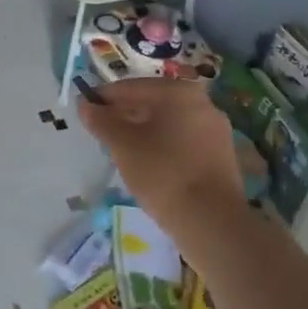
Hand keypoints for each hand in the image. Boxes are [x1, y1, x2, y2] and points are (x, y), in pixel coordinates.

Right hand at [77, 78, 242, 231]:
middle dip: (125, 114)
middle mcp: (202, 101)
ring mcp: (216, 128)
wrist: (211, 221)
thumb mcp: (123, 146)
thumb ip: (101, 121)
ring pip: (169, 122)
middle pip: (152, 102)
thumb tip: (85, 105)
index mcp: (178, 92)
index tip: (85, 112)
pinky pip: (184, 139)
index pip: (131, 87)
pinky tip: (150, 164)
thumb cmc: (162, 173)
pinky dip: (164, 145)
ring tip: (123, 151)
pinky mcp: (222, 153)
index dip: (104, 98)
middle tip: (102, 133)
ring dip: (144, 130)